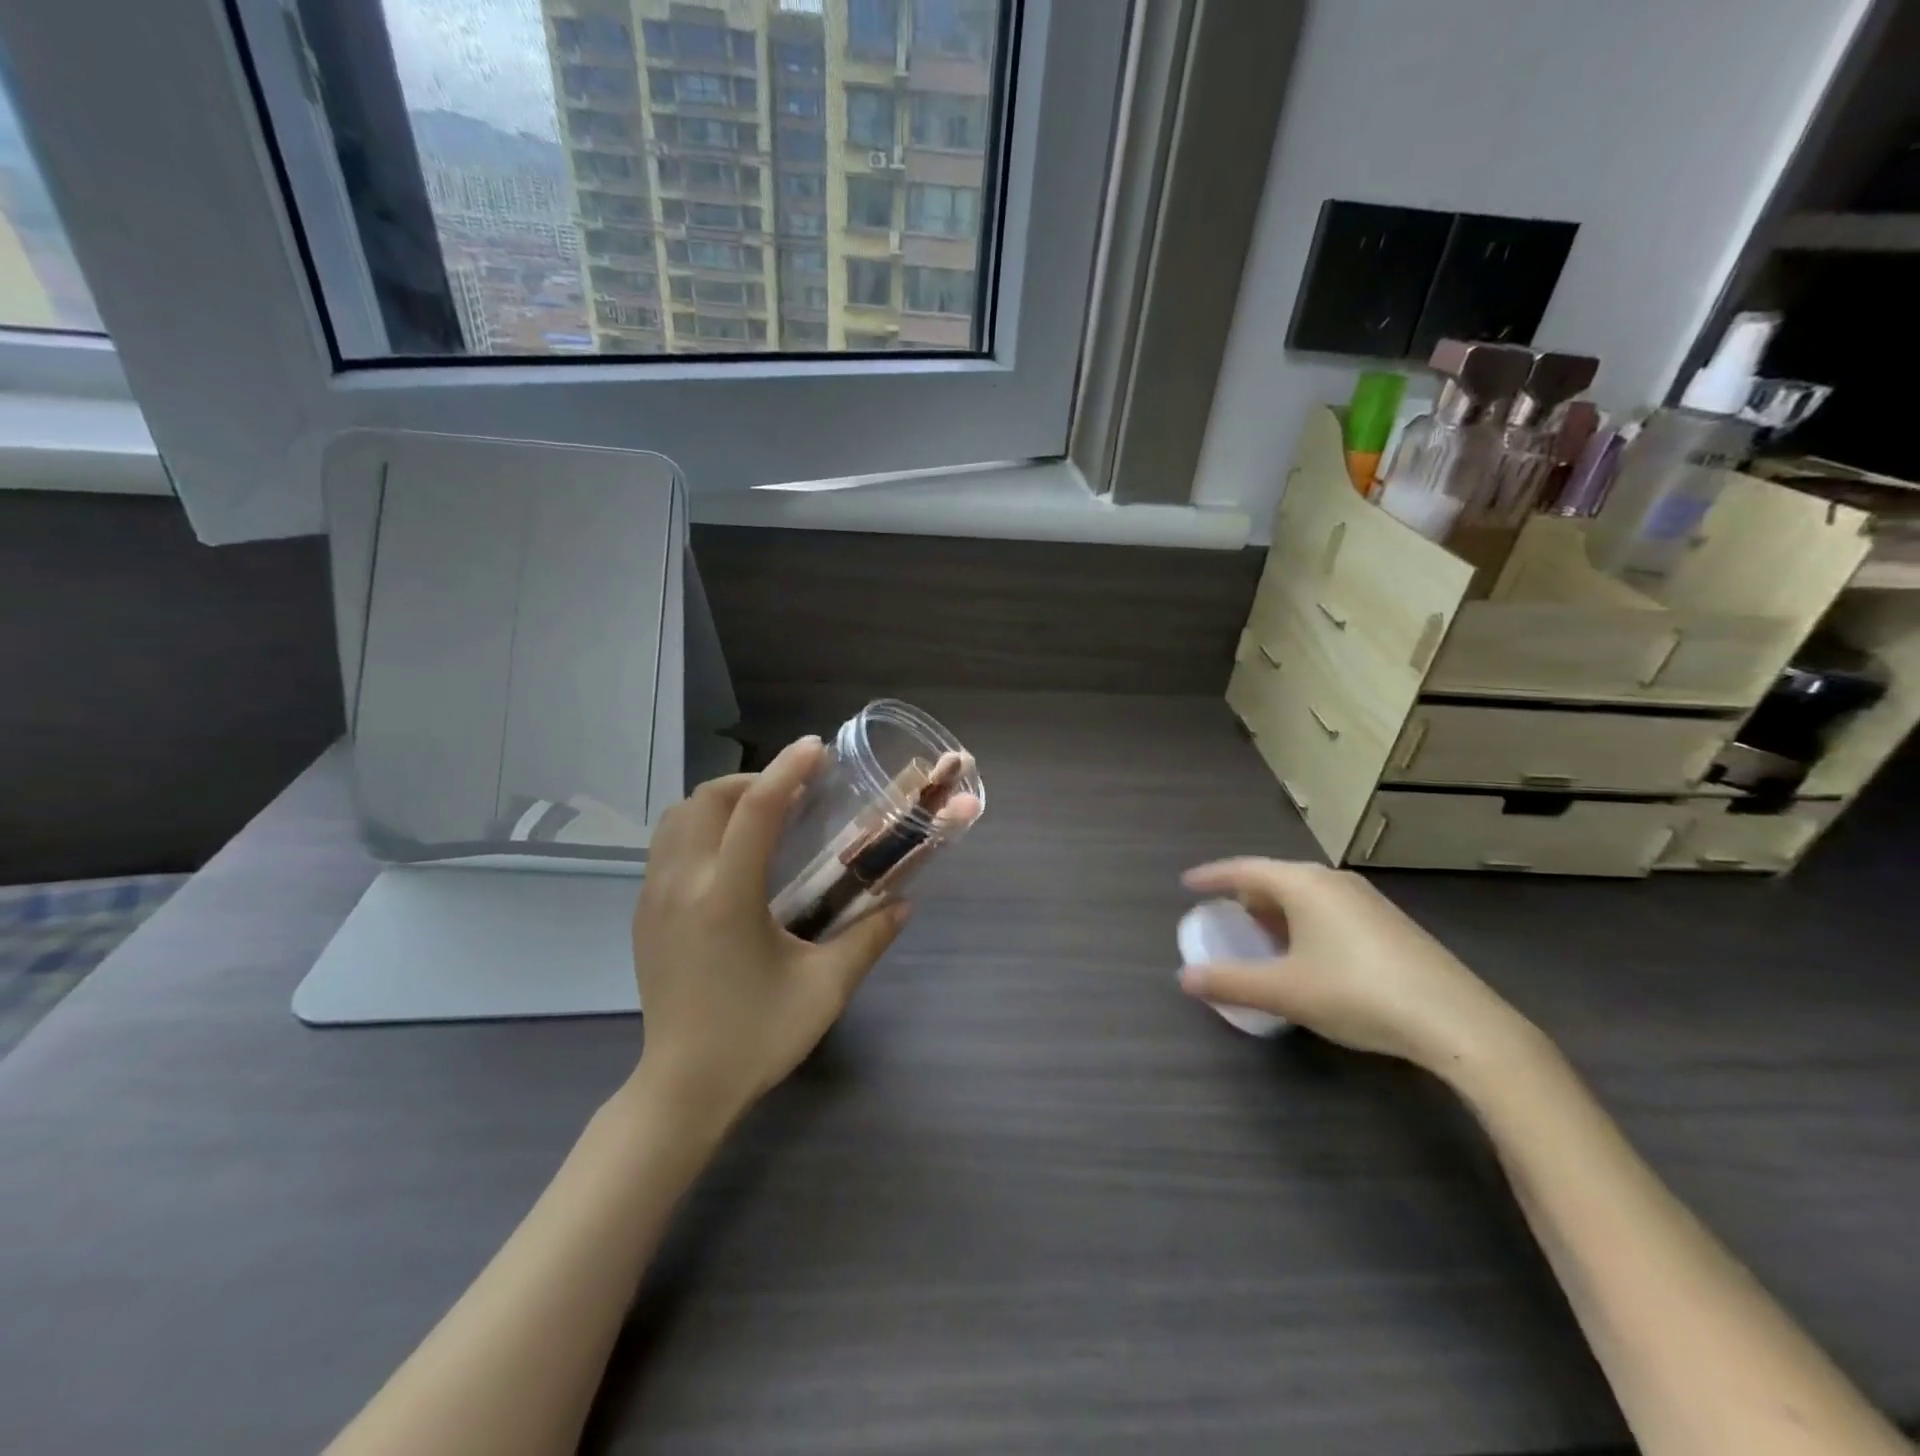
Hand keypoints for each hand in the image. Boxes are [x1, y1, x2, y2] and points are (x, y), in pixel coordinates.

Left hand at [631, 736, 908, 1125]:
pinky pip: (666, 844)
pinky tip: (731, 856)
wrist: (682, 1088)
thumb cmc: (757, 1037)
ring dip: (721, 801)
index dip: (788, 770)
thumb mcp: (825, 989)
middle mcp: (682, 884)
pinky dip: (700, 827)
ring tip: (762, 817)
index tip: (816, 749)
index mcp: (726, 897)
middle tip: (794, 793)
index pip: (757, 810)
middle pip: (708, 798)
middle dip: (753, 780)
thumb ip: (869, 938)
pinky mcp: (644, 913)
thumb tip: (905, 902)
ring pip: (678, 816)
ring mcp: (654, 897)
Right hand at [1178, 859, 1528, 1076]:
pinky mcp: (1389, 923)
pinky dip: (1304, 921)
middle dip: (1245, 895)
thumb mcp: (1284, 991)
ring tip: (1260, 935)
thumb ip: (1230, 982)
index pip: (1244, 869)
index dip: (1212, 877)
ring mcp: (1367, 900)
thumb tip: (1184, 979)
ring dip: (1276, 910)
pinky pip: (1329, 909)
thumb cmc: (1357, 993)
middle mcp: (1333, 881)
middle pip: (1276, 878)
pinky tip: (1307, 953)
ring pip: (1306, 894)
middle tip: (1224, 915)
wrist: (1457, 1022)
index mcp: (1304, 884)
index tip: (1187, 884)